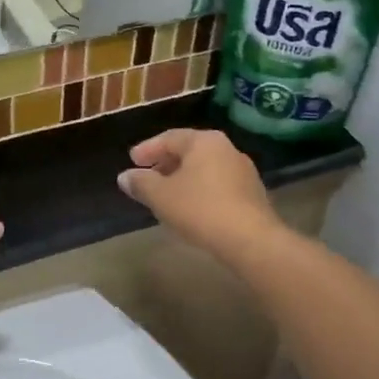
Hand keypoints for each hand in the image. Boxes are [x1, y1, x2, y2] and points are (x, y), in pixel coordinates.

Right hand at [118, 130, 279, 256]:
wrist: (252, 240)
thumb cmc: (201, 210)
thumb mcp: (161, 196)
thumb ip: (141, 183)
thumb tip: (125, 176)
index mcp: (204, 141)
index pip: (169, 138)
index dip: (147, 149)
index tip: (132, 161)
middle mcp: (226, 148)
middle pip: (189, 151)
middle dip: (166, 163)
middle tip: (148, 176)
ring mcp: (243, 170)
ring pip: (204, 168)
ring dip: (183, 178)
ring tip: (167, 194)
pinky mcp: (253, 193)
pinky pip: (218, 184)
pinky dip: (200, 190)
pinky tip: (191, 208)